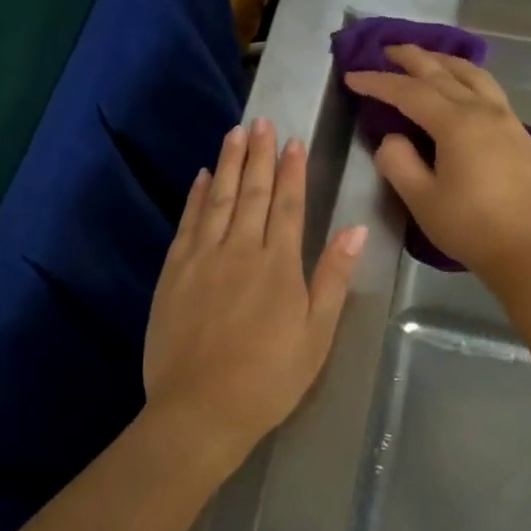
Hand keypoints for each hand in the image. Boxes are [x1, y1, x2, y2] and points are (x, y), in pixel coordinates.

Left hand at [143, 119, 366, 462]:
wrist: (200, 409)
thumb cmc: (269, 377)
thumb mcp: (316, 334)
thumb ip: (332, 278)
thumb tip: (356, 230)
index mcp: (278, 265)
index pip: (287, 205)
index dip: (291, 171)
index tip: (293, 142)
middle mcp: (239, 250)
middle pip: (251, 193)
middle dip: (258, 155)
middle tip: (262, 122)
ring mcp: (202, 259)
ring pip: (218, 200)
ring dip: (227, 164)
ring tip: (234, 134)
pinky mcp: (174, 273)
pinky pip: (187, 224)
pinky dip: (196, 197)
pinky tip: (201, 178)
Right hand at [344, 45, 530, 280]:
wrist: (526, 249)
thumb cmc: (468, 226)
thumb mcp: (420, 198)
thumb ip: (398, 162)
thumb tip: (392, 139)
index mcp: (457, 123)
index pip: (409, 92)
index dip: (378, 82)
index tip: (352, 76)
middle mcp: (483, 110)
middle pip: (442, 72)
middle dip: (411, 58)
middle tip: (386, 50)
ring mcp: (506, 119)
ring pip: (473, 74)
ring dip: (444, 61)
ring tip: (425, 58)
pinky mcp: (518, 133)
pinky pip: (489, 89)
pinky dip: (467, 77)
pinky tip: (462, 87)